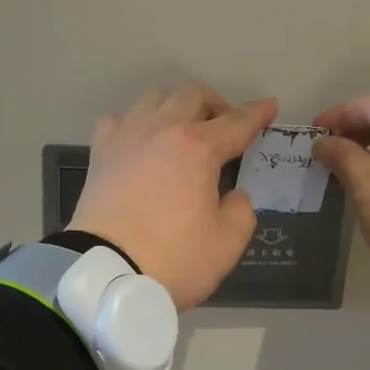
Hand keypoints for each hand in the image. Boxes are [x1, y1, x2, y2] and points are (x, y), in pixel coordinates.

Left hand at [69, 83, 277, 309]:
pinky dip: (136, 123)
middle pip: (192, 95)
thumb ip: (240, 211)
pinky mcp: (100, 153)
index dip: (257, 114)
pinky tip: (141, 142)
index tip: (269, 107)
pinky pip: (120, 120)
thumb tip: (233, 195)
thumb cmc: (173, 259)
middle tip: (225, 127)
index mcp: (198, 148)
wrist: (106, 274)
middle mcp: (161, 130)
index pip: (236, 123)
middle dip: (216, 104)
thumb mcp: (226, 244)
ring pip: (154, 97)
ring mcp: (126, 137)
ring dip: (175, 105)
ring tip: (182, 129)